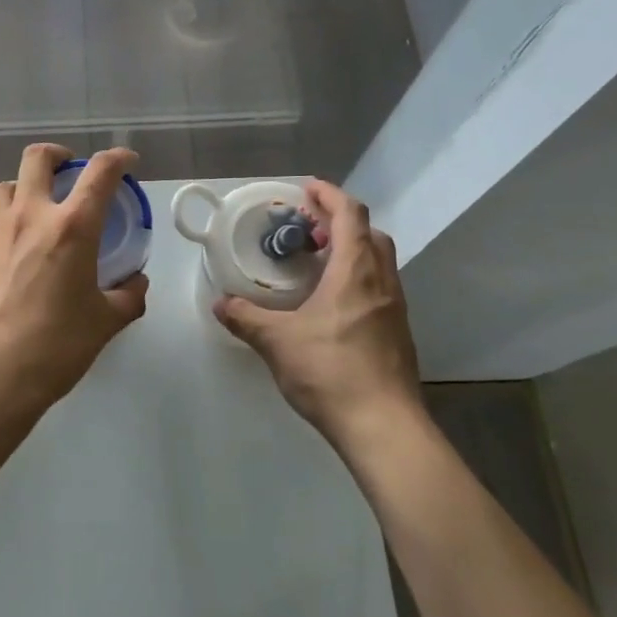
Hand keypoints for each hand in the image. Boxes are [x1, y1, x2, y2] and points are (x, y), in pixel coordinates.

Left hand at [0, 144, 149, 407]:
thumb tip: (135, 283)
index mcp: (71, 227)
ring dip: (26, 186)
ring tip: (39, 209)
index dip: (118, 158)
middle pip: (37, 158)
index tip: (127, 161)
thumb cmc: (56, 346)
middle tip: (71, 170)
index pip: (99, 172)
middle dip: (58, 155)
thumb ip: (128, 296)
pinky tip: (18, 251)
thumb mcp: (105, 322)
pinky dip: (9, 220)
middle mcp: (30, 216)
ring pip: (7, 185)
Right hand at [214, 180, 422, 445]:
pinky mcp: (397, 333)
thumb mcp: (277, 342)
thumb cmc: (331, 372)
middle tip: (307, 229)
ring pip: (378, 261)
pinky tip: (330, 303)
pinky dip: (356, 277)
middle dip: (339, 222)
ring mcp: (395, 308)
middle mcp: (382, 282)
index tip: (306, 188)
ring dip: (350, 250)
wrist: (384, 427)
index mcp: (356, 272)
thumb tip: (219, 304)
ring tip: (315, 262)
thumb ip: (245, 318)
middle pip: (369, 233)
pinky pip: (379, 287)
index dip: (329, 195)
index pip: (350, 215)